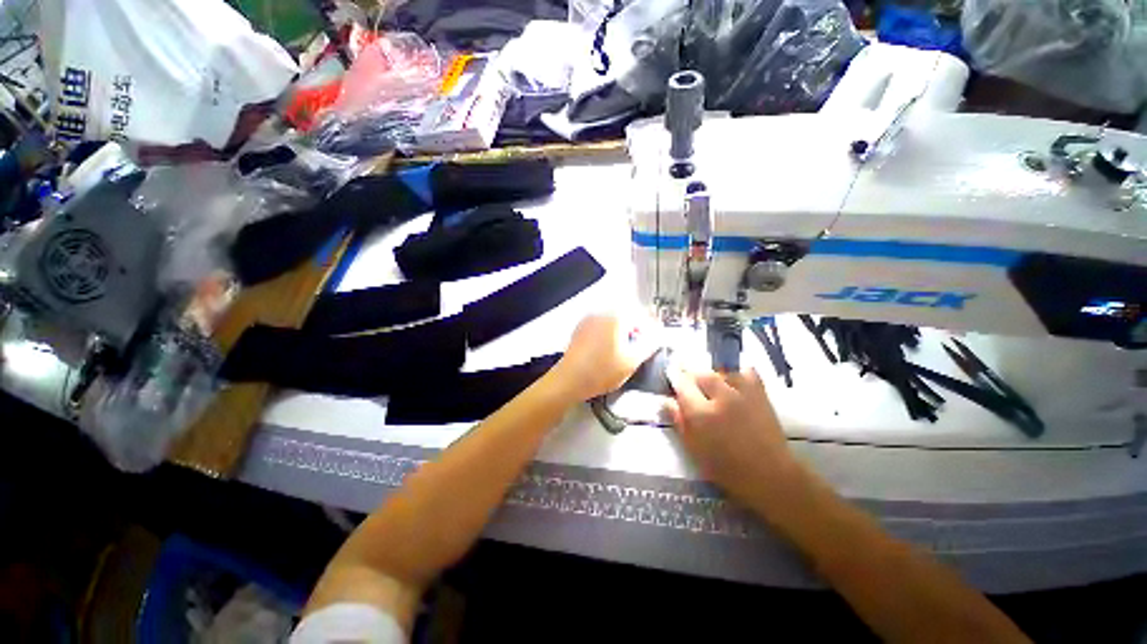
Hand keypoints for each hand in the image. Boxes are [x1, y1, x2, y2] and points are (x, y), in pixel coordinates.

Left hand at [551, 313, 657, 401]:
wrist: (569, 380)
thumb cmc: (601, 371)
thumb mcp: (632, 361)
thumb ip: (649, 345)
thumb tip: (657, 336)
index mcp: (616, 317)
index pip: (641, 316)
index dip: (652, 328)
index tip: (656, 339)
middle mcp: (601, 313)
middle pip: (626, 316)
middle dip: (637, 329)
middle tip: (642, 346)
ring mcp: (588, 320)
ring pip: (613, 322)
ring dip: (623, 332)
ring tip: (626, 350)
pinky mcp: (580, 330)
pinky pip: (600, 327)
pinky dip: (609, 335)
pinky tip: (609, 350)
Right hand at [665, 367, 798, 502]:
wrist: (770, 475)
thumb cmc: (726, 468)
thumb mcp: (694, 449)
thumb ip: (679, 421)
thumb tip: (666, 401)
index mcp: (701, 413)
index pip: (682, 384)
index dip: (675, 379)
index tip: (672, 378)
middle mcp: (720, 397)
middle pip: (700, 373)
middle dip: (692, 376)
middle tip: (690, 385)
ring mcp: (743, 393)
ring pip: (721, 370)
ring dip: (712, 374)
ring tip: (710, 385)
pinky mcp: (760, 393)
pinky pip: (746, 371)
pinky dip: (737, 373)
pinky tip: (733, 381)